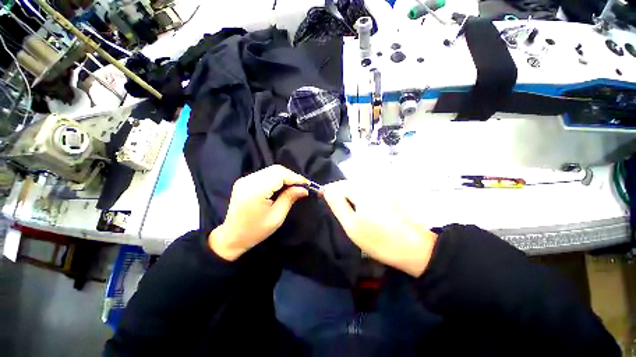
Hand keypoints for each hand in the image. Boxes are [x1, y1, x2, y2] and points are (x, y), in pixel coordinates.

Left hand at [209, 165, 308, 260]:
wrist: (232, 237)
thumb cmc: (255, 231)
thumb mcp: (276, 217)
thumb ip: (289, 198)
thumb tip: (304, 189)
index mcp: (255, 191)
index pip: (280, 175)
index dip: (295, 177)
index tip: (307, 184)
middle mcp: (248, 180)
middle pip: (275, 169)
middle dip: (291, 175)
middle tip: (302, 185)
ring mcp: (245, 179)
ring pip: (271, 170)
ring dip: (285, 176)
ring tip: (294, 185)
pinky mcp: (244, 180)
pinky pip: (265, 173)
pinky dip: (277, 177)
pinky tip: (282, 185)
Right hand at [322, 181, 437, 276]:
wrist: (413, 248)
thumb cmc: (378, 239)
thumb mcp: (352, 225)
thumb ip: (338, 205)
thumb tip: (327, 190)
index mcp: (361, 190)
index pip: (338, 184)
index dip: (328, 190)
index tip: (321, 197)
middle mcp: (371, 184)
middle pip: (348, 183)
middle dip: (338, 192)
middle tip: (333, 205)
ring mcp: (382, 188)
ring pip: (358, 186)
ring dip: (348, 194)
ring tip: (345, 207)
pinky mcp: (388, 193)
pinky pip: (367, 190)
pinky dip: (359, 195)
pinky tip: (360, 207)